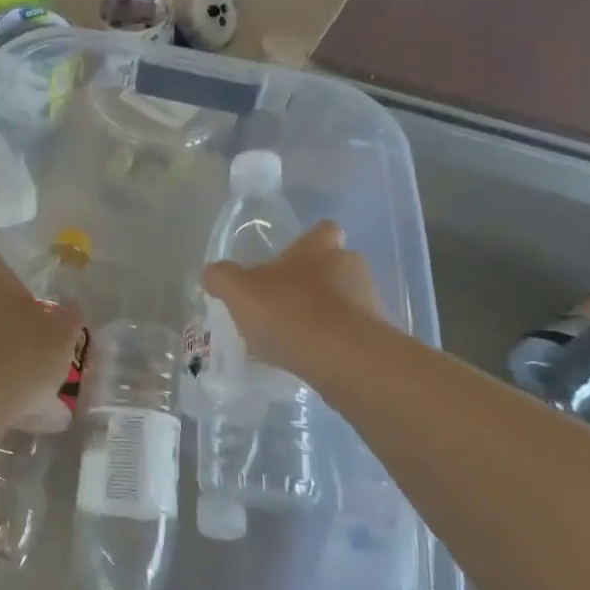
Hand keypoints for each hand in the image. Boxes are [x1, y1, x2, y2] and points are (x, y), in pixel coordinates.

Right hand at [203, 222, 384, 380]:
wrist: (345, 359)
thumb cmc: (290, 312)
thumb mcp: (240, 292)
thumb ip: (223, 278)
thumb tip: (211, 272)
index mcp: (318, 247)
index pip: (323, 230)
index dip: (309, 242)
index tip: (292, 259)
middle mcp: (349, 266)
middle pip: (335, 265)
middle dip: (315, 281)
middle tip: (286, 302)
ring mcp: (369, 302)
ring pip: (346, 300)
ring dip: (326, 313)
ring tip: (297, 337)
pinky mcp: (378, 336)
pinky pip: (352, 333)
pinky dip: (335, 341)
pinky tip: (313, 359)